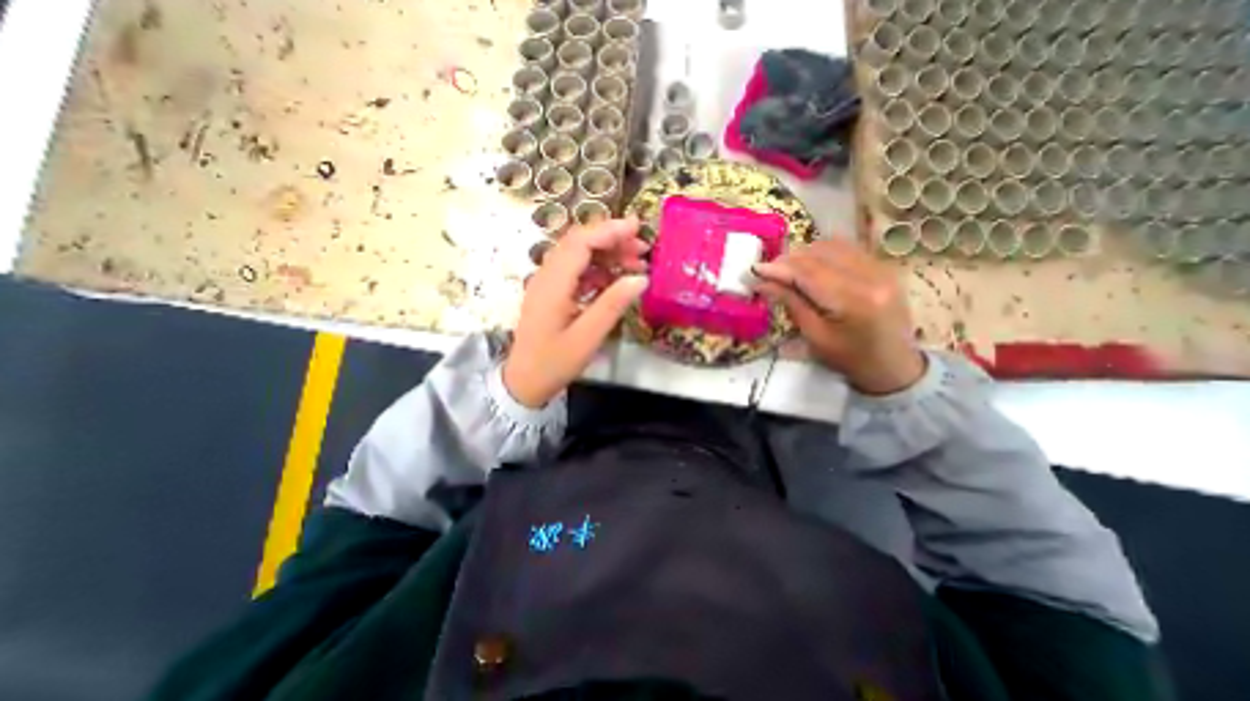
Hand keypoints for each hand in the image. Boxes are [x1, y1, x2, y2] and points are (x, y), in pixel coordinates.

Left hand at [503, 217, 649, 407]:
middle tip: (643, 249)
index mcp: (553, 284)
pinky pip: (576, 271)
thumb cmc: (554, 362)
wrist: (524, 381)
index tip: (638, 228)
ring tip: (636, 264)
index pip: (580, 242)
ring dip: (607, 255)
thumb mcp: (588, 337)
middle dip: (612, 240)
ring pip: (578, 255)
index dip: (609, 231)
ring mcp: (547, 283)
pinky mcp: (551, 293)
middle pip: (579, 243)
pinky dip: (598, 270)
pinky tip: (615, 281)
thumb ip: (613, 305)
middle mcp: (547, 276)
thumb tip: (641, 278)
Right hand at [744, 237, 921, 397]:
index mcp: (855, 301)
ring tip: (786, 269)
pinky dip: (822, 253)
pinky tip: (810, 265)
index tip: (754, 269)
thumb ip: (790, 303)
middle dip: (789, 259)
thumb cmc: (849, 358)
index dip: (779, 268)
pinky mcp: (884, 266)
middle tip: (767, 271)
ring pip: (833, 245)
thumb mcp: (815, 335)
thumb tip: (762, 282)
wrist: (894, 365)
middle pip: (821, 253)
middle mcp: (873, 276)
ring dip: (805, 253)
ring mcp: (882, 267)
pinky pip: (847, 248)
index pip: (809, 274)